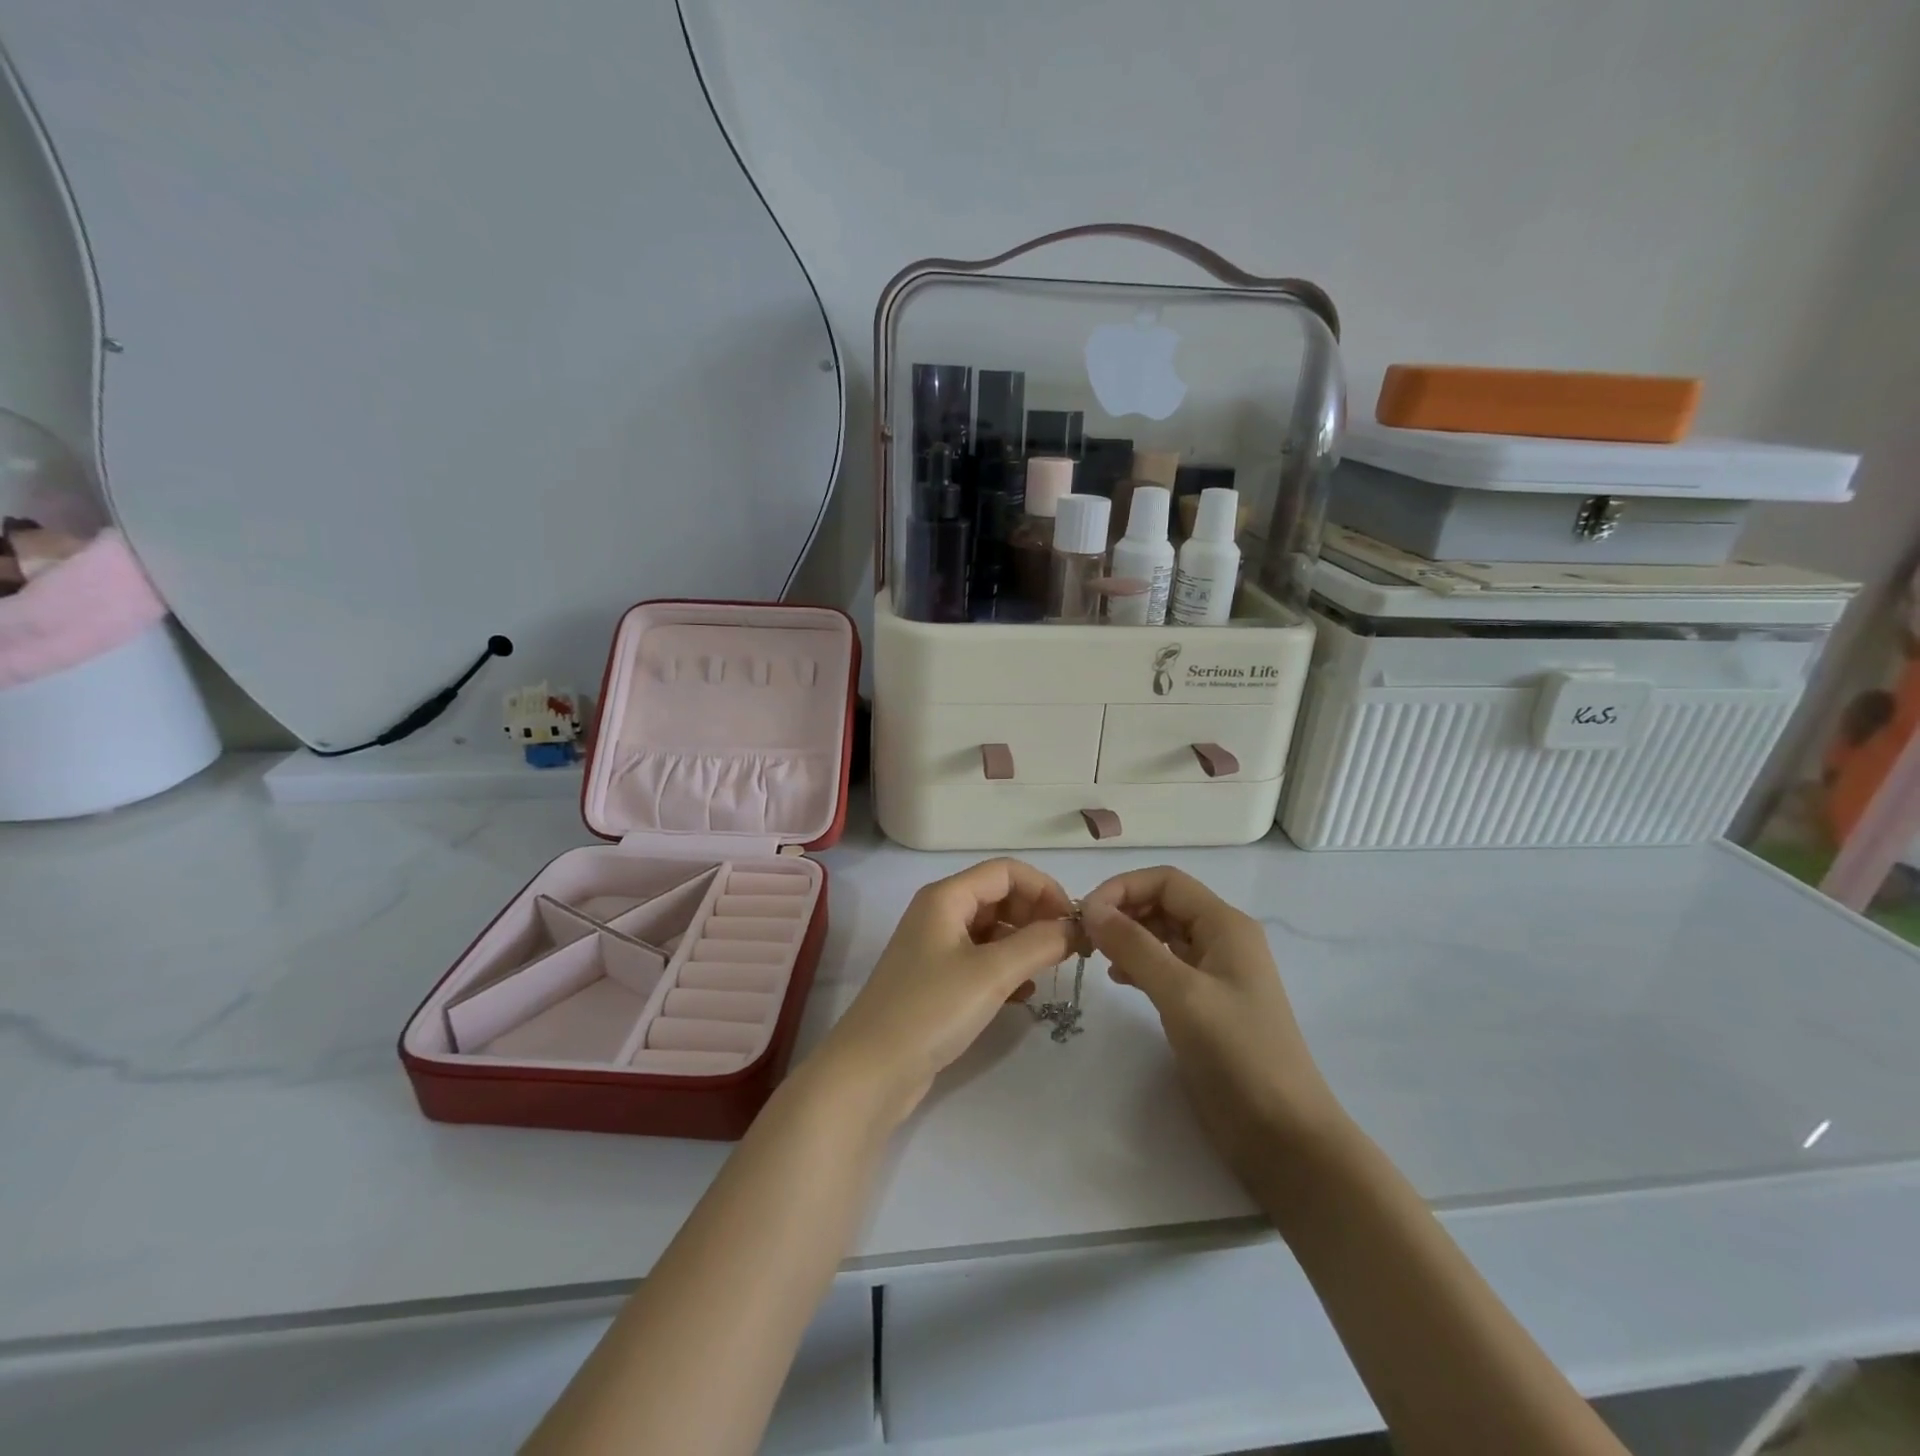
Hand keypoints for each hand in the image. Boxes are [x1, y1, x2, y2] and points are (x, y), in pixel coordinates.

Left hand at [807, 858, 1077, 1125]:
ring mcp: (936, 948)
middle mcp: (940, 913)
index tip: (1073, 922)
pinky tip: (1025, 995)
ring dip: (1024, 943)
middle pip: (999, 896)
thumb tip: (1076, 927)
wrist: (872, 1070)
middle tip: (1067, 949)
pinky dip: (1007, 968)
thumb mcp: (991, 973)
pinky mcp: (937, 981)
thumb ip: (1039, 944)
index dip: (1044, 888)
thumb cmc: (931, 1010)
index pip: (1006, 871)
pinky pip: (982, 960)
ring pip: (993, 930)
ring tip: (1050, 970)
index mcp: (946, 897)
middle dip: (1036, 916)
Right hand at [1082, 867, 1345, 1186]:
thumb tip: (1090, 908)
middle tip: (1085, 937)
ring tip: (1097, 956)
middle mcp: (1222, 939)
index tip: (1085, 915)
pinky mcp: (1206, 1003)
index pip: (1166, 881)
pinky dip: (1139, 963)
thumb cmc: (1237, 1053)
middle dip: (1123, 911)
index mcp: (1225, 925)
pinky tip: (1119, 979)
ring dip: (1128, 936)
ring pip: (1162, 934)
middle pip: (1164, 903)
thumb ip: (1134, 946)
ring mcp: (1215, 972)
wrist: (1283, 1135)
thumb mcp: (1181, 993)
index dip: (1123, 888)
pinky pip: (1166, 965)